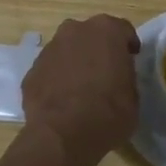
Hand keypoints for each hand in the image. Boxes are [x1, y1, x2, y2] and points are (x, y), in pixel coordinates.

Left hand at [21, 15, 140, 165]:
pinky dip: (57, 79)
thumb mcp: (133, 96)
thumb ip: (125, 76)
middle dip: (98, 49)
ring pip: (67, 50)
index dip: (128, 45)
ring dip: (75, 62)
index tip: (131, 59)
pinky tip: (62, 101)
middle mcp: (75, 30)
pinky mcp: (32, 70)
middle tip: (105, 72)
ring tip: (81, 89)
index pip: (122, 30)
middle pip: (90, 35)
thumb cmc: (108, 113)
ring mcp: (50, 49)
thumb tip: (118, 77)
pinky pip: (50, 70)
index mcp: (106, 31)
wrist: (62, 135)